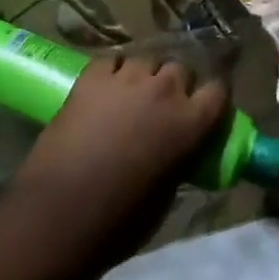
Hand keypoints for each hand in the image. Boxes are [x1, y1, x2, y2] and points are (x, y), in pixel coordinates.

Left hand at [13, 56, 227, 264]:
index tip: (202, 111)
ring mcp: (126, 78)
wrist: (61, 211)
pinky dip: (112, 71)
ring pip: (145, 59)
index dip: (210, 99)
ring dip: (143, 76)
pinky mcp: (92, 75)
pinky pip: (111, 60)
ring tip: (130, 96)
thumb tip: (177, 150)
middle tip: (161, 107)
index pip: (218, 91)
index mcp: (190, 123)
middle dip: (174, 84)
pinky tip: (103, 89)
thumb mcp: (167, 195)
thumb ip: (179, 159)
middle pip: (180, 69)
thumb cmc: (120, 220)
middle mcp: (164, 90)